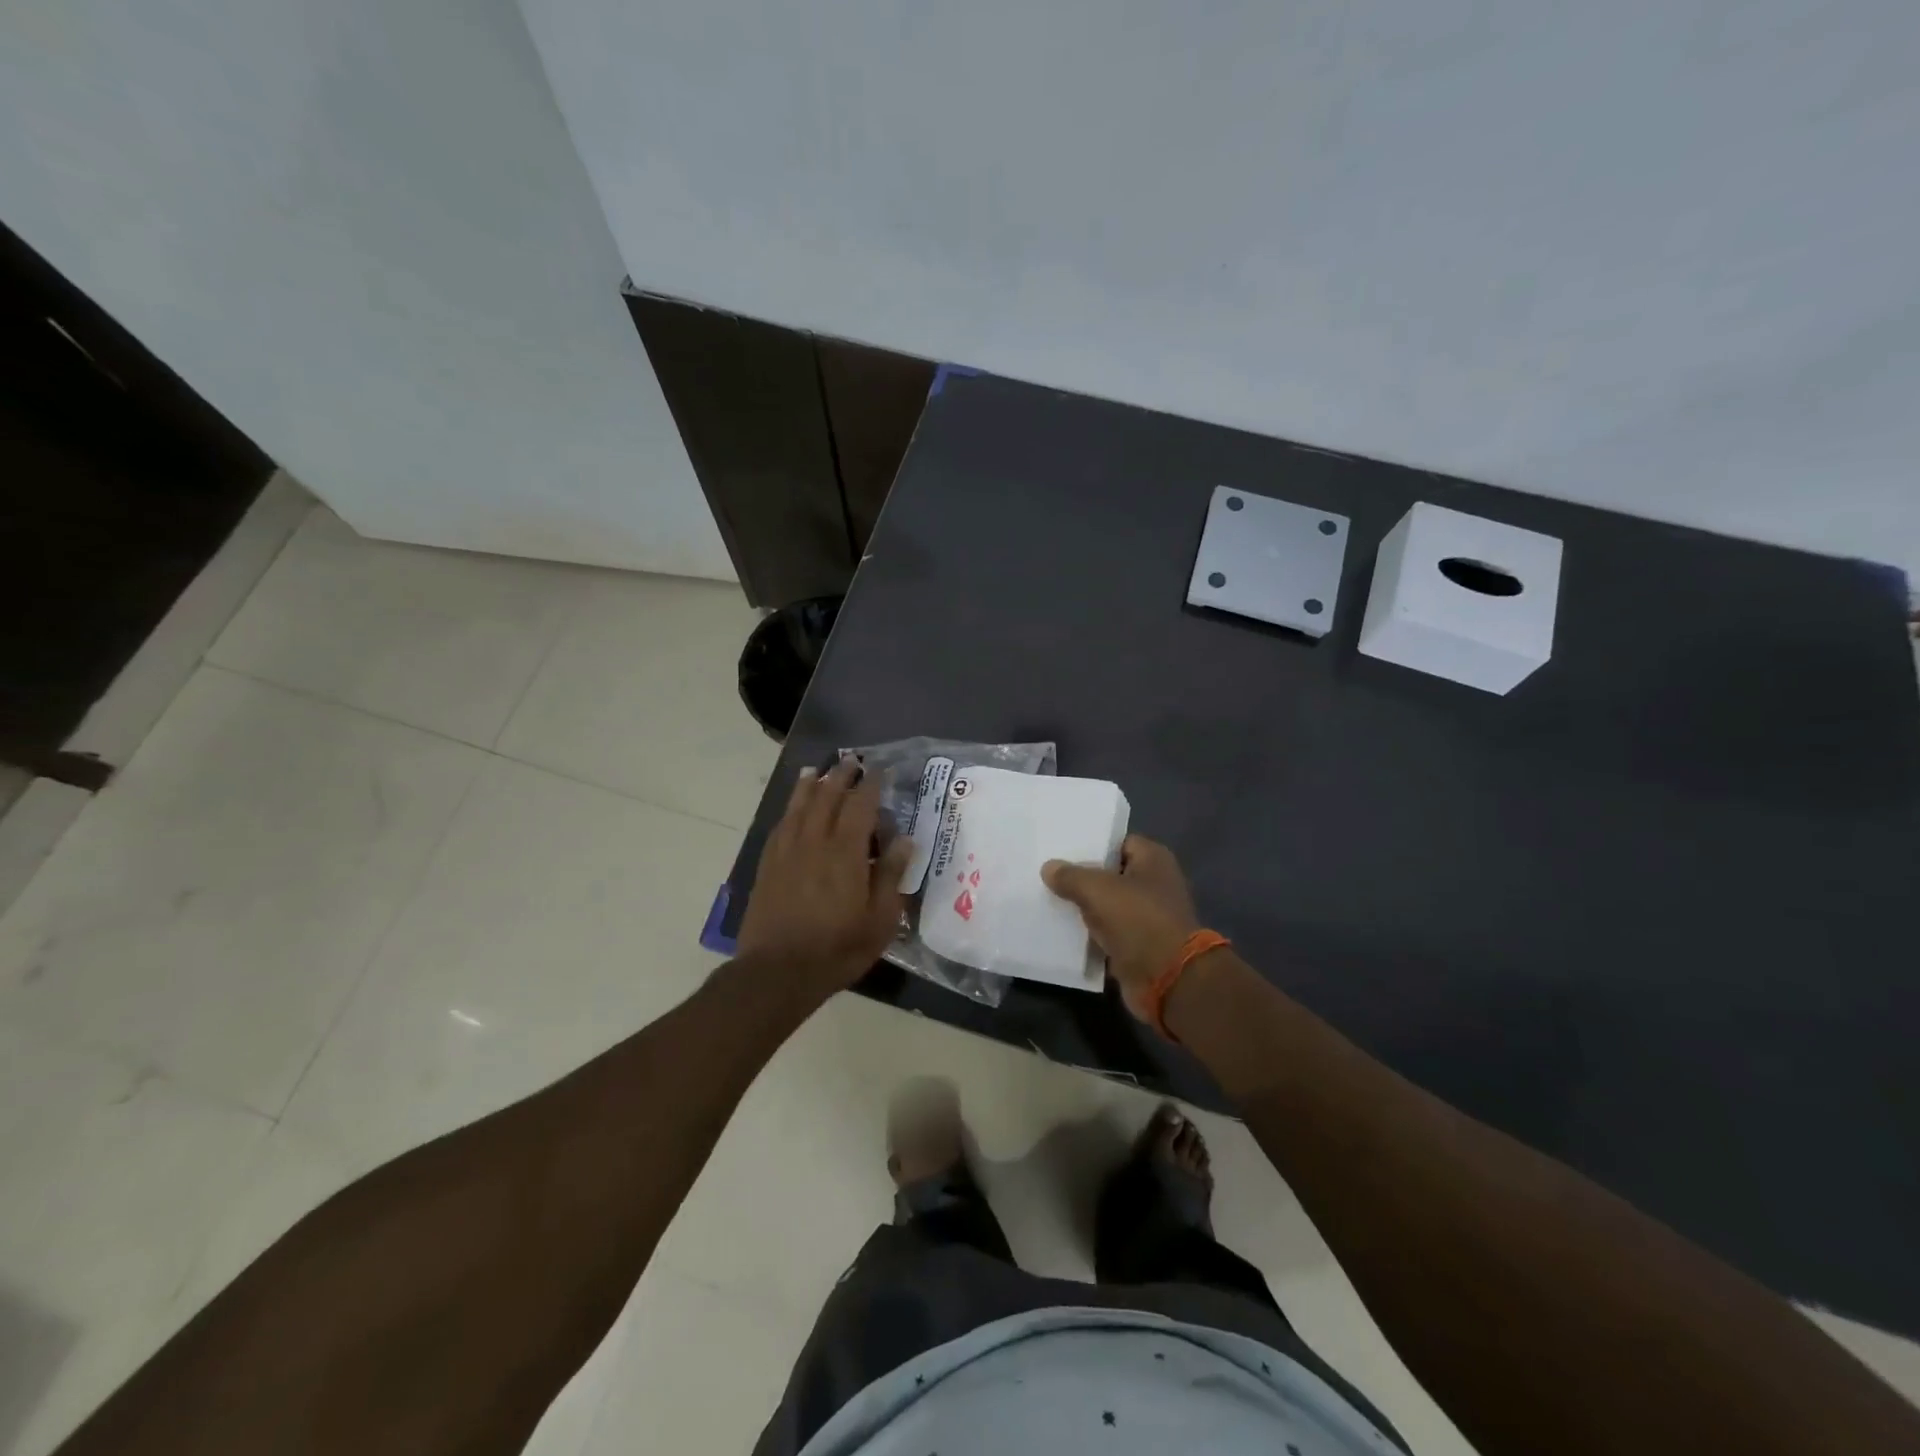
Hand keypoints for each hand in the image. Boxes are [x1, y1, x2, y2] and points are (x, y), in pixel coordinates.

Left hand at [737, 759, 910, 998]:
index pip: (860, 806)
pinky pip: (780, 827)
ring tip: (817, 771)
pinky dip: (789, 810)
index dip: (870, 785)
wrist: (777, 972)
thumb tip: (905, 840)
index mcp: (845, 853)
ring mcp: (786, 852)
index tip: (878, 770)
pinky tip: (792, 809)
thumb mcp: (880, 920)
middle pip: (826, 798)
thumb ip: (891, 876)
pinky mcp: (768, 866)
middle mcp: (814, 842)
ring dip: (810, 786)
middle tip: (851, 762)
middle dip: (840, 776)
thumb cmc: (837, 949)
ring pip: (798, 807)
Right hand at [1041, 836, 1201, 1022]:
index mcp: (1153, 860)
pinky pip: (1106, 932)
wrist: (1167, 980)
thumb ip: (1071, 876)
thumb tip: (1049, 867)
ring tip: (1046, 898)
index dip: (1091, 844)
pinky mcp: (1137, 945)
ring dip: (1083, 907)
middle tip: (1047, 872)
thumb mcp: (1098, 890)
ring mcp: (1146, 916)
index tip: (1060, 848)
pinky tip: (1060, 928)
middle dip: (1082, 876)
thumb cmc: (1138, 920)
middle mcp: (1153, 884)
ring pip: (1106, 905)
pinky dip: (1089, 933)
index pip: (1117, 842)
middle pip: (1110, 874)